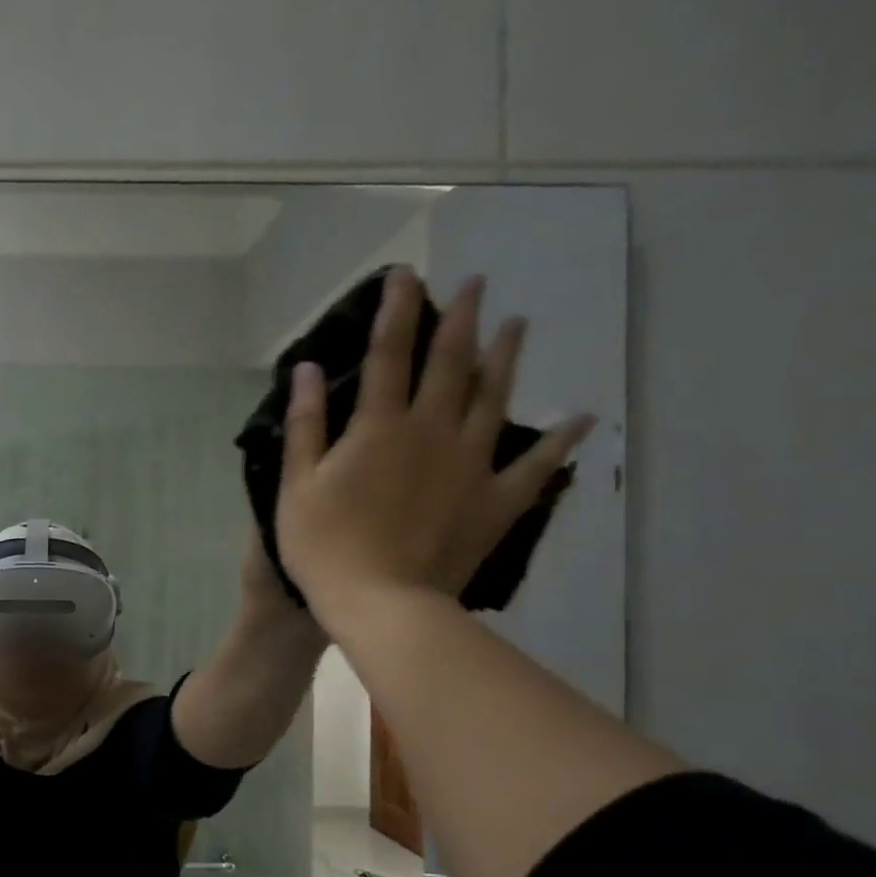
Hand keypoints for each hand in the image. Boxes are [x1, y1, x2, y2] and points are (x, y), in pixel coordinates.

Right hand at [274, 267, 594, 630]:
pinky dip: (558, 442)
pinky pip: (535, 466)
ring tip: (518, 324)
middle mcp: (432, 432)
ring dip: (506, 359)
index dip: (397, 312)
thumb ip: (305, 425)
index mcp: (380, 427)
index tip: (406, 275)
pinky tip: (579, 419)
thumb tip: (308, 369)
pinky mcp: (496, 501)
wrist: (380, 602)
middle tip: (476, 284)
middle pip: (451, 365)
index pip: (389, 354)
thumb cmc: (324, 545)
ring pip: (495, 399)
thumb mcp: (296, 485)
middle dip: (460, 320)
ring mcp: (471, 465)